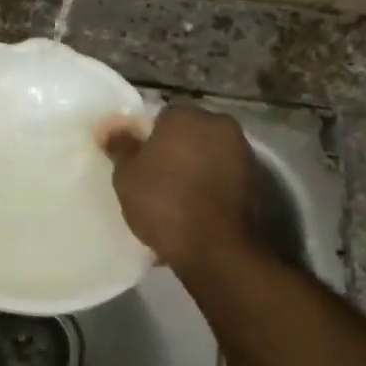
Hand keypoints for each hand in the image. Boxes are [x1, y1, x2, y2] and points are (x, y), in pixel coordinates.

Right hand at [98, 105, 258, 271]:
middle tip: (155, 179)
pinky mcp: (256, 181)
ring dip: (194, 169)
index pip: (162, 117)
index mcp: (186, 116)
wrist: (216, 248)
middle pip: (189, 134)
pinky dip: (210, 188)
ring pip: (208, 155)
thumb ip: (120, 146)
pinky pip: (223, 178)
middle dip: (174, 150)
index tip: (139, 162)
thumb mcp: (127, 176)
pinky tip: (195, 211)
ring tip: (175, 199)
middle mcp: (219, 125)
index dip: (148, 139)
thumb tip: (109, 128)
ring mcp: (242, 153)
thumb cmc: (164, 203)